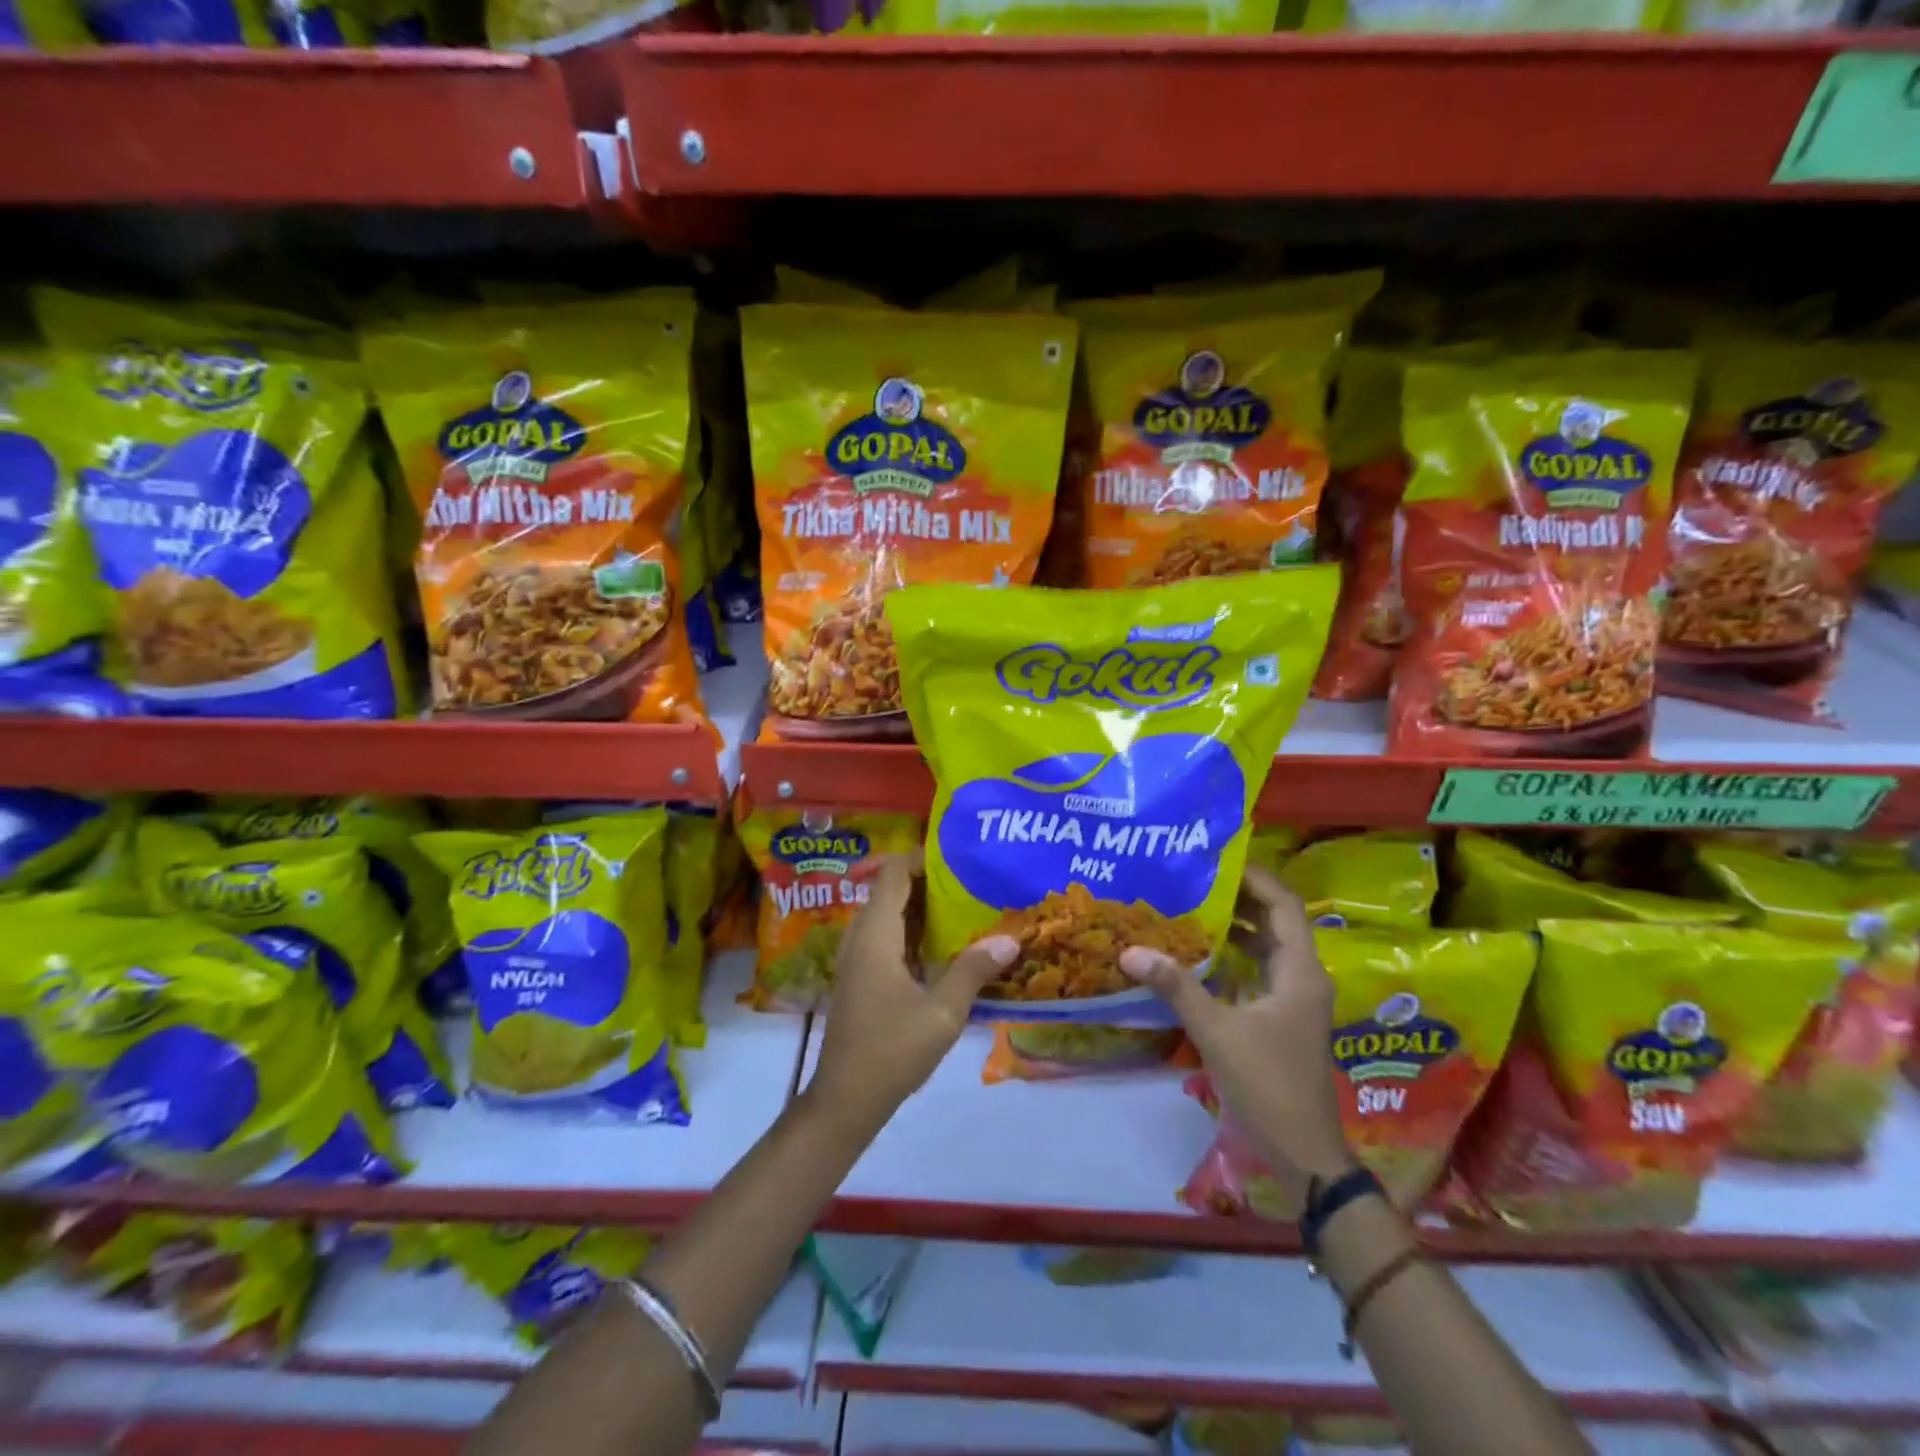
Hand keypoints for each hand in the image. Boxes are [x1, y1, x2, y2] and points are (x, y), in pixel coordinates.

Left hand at [808, 852, 1017, 1136]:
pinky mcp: (860, 977)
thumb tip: (1010, 939)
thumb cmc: (892, 1050)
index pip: (894, 874)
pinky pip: (886, 938)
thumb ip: (973, 970)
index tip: (960, 858)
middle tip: (972, 881)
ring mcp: (857, 958)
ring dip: (921, 908)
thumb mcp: (942, 1012)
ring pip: (888, 915)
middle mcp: (861, 937)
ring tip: (965, 907)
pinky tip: (944, 947)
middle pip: (891, 890)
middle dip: (929, 882)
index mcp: (876, 934)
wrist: (846, 1099)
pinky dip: (912, 932)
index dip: (923, 858)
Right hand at [1120, 864, 1351, 1206]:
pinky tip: (1196, 950)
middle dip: (1237, 896)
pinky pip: (1256, 969)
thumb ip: (1175, 986)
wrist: (1302, 1153)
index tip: (1214, 858)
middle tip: (1191, 876)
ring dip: (1233, 924)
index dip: (1253, 876)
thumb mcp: (1216, 1030)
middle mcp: (1302, 975)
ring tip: (1189, 902)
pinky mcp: (1279, 1016)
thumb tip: (1129, 950)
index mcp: (1300, 970)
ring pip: (1265, 945)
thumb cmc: (1267, 1083)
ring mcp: (1292, 997)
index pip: (1282, 904)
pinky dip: (1231, 954)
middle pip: (1274, 919)